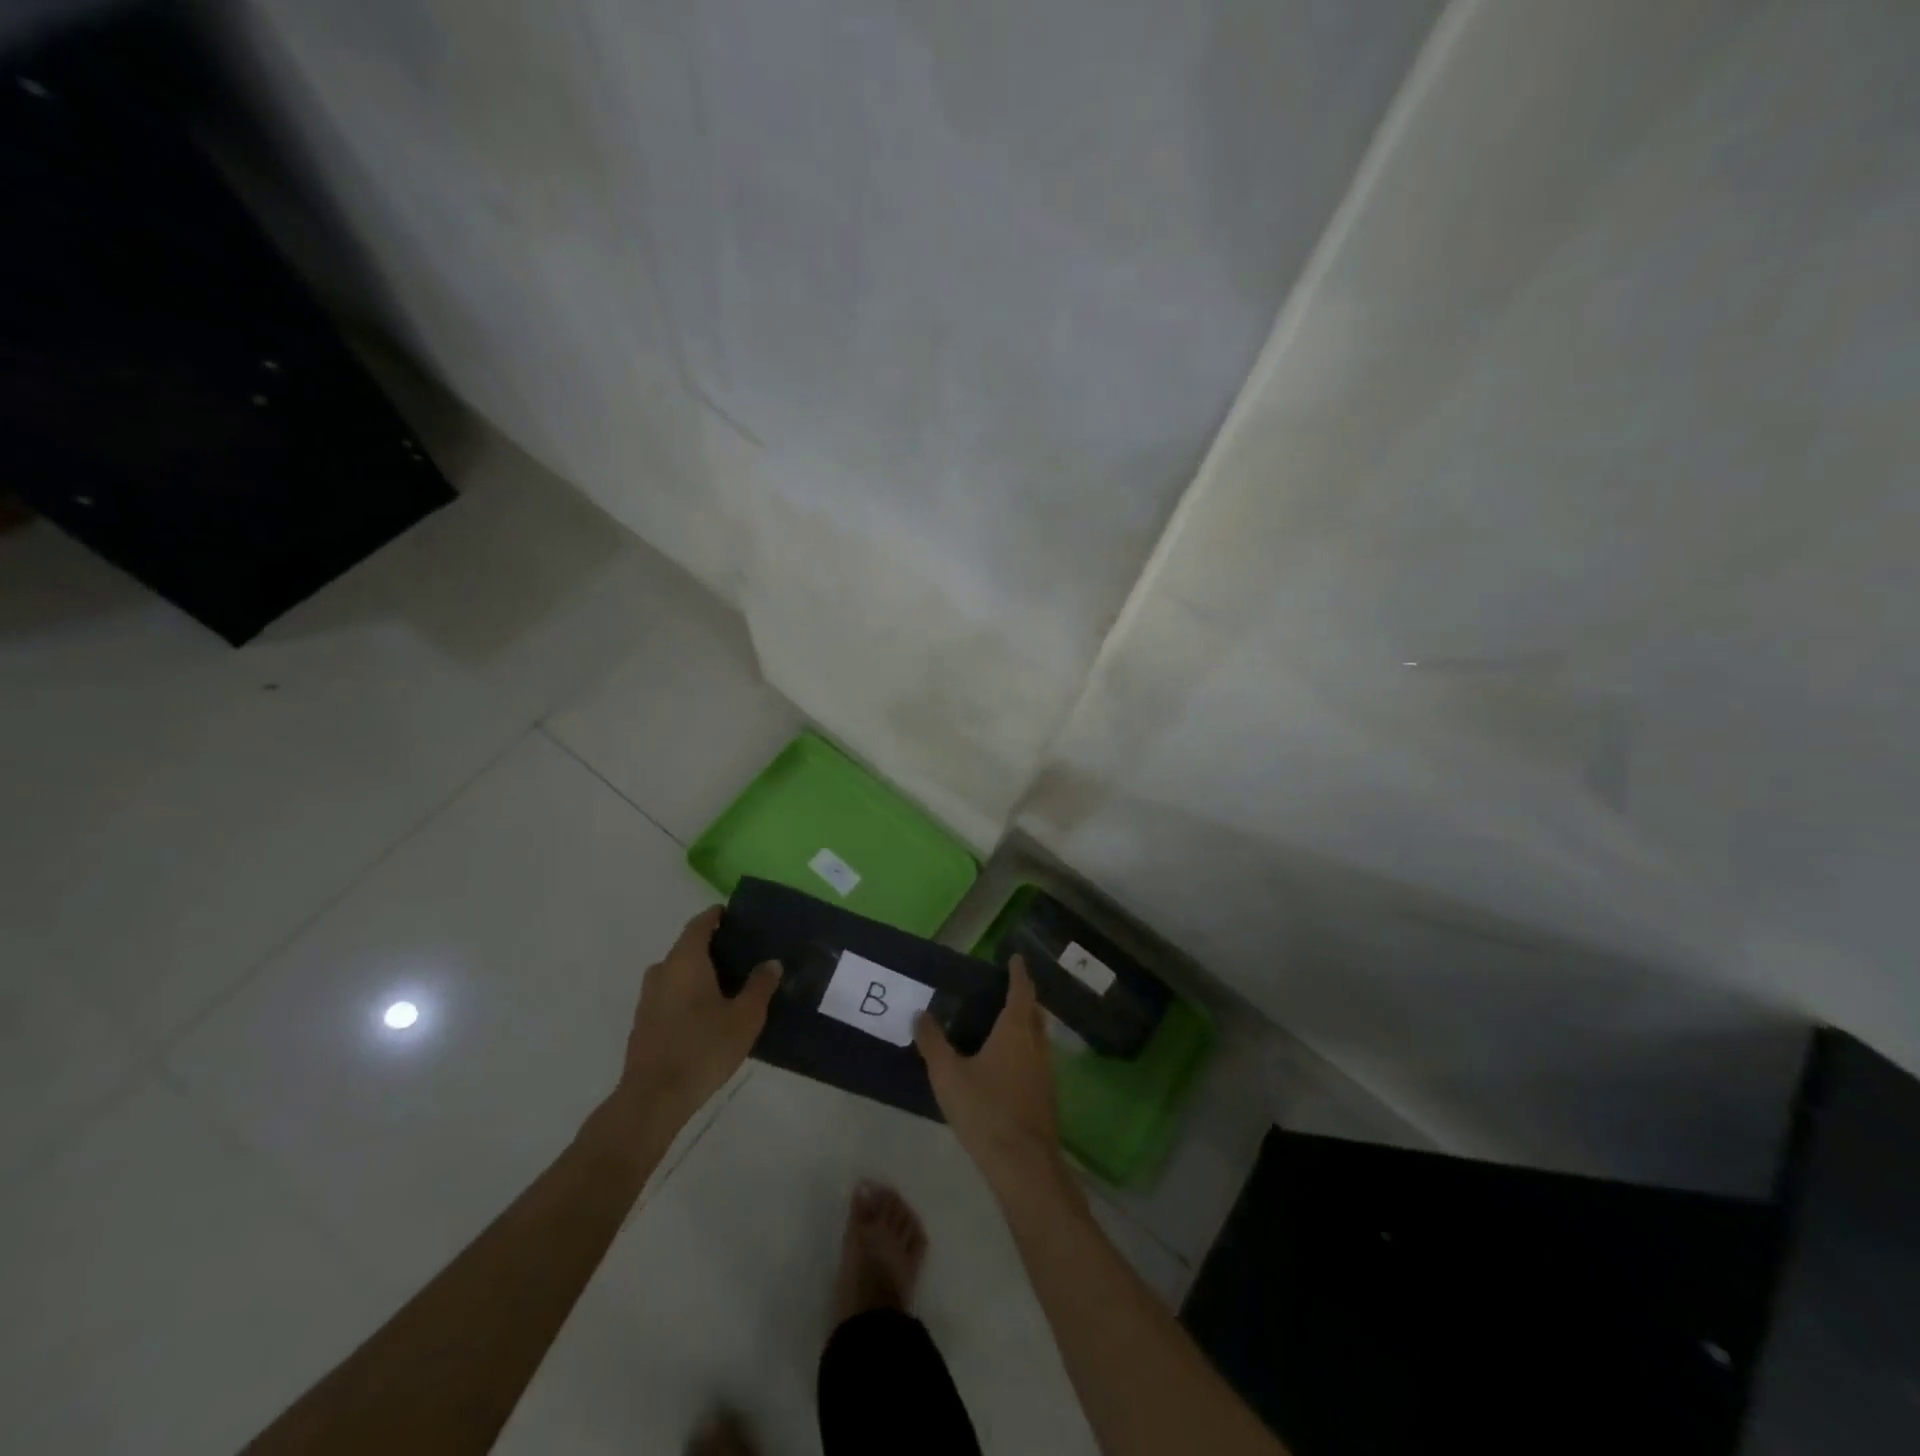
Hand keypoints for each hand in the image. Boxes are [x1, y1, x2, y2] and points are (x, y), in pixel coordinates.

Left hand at [615, 906, 779, 1129]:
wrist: (653, 1098)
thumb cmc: (703, 1048)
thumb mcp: (745, 1017)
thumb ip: (760, 986)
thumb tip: (771, 963)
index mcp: (685, 960)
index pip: (700, 924)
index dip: (717, 916)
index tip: (735, 915)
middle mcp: (662, 970)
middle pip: (687, 947)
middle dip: (712, 946)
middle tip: (742, 953)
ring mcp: (648, 997)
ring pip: (677, 972)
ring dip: (699, 972)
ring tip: (729, 983)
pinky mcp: (643, 1021)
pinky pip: (670, 993)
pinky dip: (688, 992)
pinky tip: (708, 1011)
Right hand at [913, 956, 1066, 1195]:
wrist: (1023, 1164)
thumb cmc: (986, 1110)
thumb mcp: (948, 1075)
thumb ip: (932, 1042)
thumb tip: (920, 1013)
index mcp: (1016, 1030)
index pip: (1021, 990)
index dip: (1018, 972)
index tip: (1016, 958)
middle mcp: (1036, 1043)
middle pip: (1033, 1011)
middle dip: (1024, 996)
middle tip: (1007, 987)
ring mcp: (1045, 1070)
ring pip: (1037, 1035)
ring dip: (1026, 1022)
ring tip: (1005, 1020)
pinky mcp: (1045, 1093)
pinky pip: (1036, 1056)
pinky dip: (1025, 1046)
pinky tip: (1008, 1061)